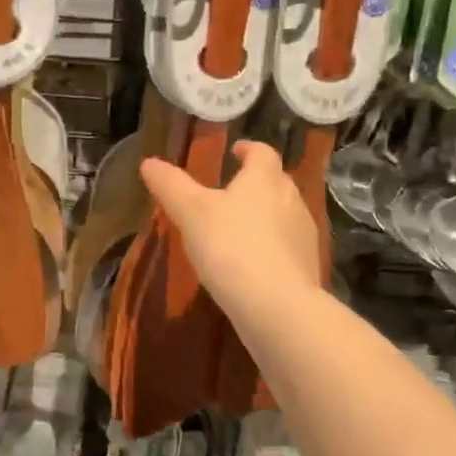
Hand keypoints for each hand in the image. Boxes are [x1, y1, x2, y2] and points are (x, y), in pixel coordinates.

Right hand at [139, 141, 320, 321]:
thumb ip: (171, 186)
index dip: (248, 149)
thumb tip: (149, 162)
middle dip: (256, 182)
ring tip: (238, 227)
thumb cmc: (231, 247)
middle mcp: (291, 199)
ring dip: (264, 215)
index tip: (235, 151)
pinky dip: (271, 246)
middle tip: (231, 191)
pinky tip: (252, 262)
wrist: (276, 306)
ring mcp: (303, 234)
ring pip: (284, 214)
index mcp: (264, 179)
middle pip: (275, 181)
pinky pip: (287, 246)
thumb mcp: (191, 213)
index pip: (262, 152)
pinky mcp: (307, 265)